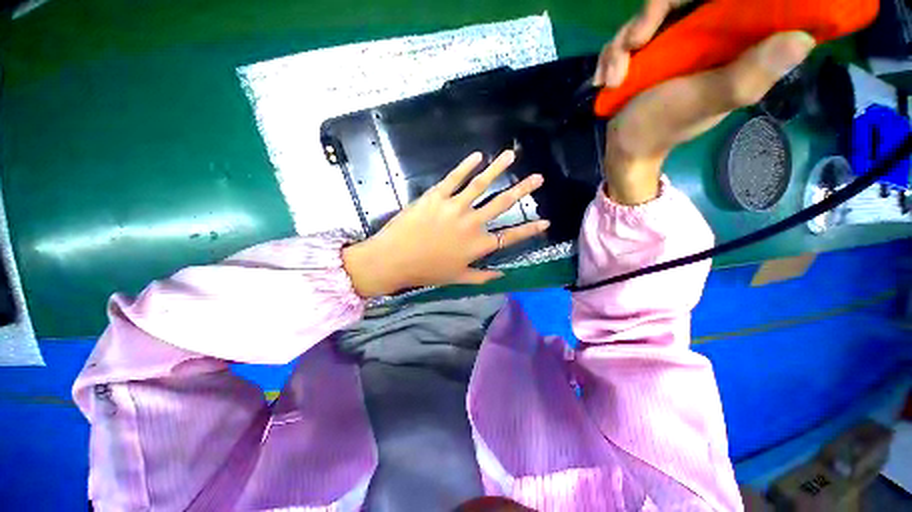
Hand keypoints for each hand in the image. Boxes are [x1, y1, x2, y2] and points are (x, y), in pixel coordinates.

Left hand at [342, 150, 548, 297]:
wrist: (395, 259)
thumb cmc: (427, 271)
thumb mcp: (458, 278)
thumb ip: (482, 277)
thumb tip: (503, 276)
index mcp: (478, 245)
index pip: (511, 236)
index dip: (530, 230)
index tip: (546, 222)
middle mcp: (472, 223)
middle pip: (502, 204)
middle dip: (523, 190)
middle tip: (538, 178)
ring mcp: (455, 206)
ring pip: (481, 184)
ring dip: (498, 168)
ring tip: (511, 156)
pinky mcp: (437, 196)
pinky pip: (454, 178)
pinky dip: (466, 165)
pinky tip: (478, 156)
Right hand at [596, 0, 814, 204]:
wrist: (625, 147)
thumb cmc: (664, 126)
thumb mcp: (706, 101)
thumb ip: (747, 75)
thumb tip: (803, 39)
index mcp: (735, 40)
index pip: (735, 1)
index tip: (690, 9)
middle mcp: (708, 31)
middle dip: (651, 13)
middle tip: (634, 43)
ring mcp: (674, 38)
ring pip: (650, 12)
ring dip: (622, 42)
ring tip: (613, 77)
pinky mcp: (648, 49)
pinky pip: (628, 34)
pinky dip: (611, 55)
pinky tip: (605, 79)